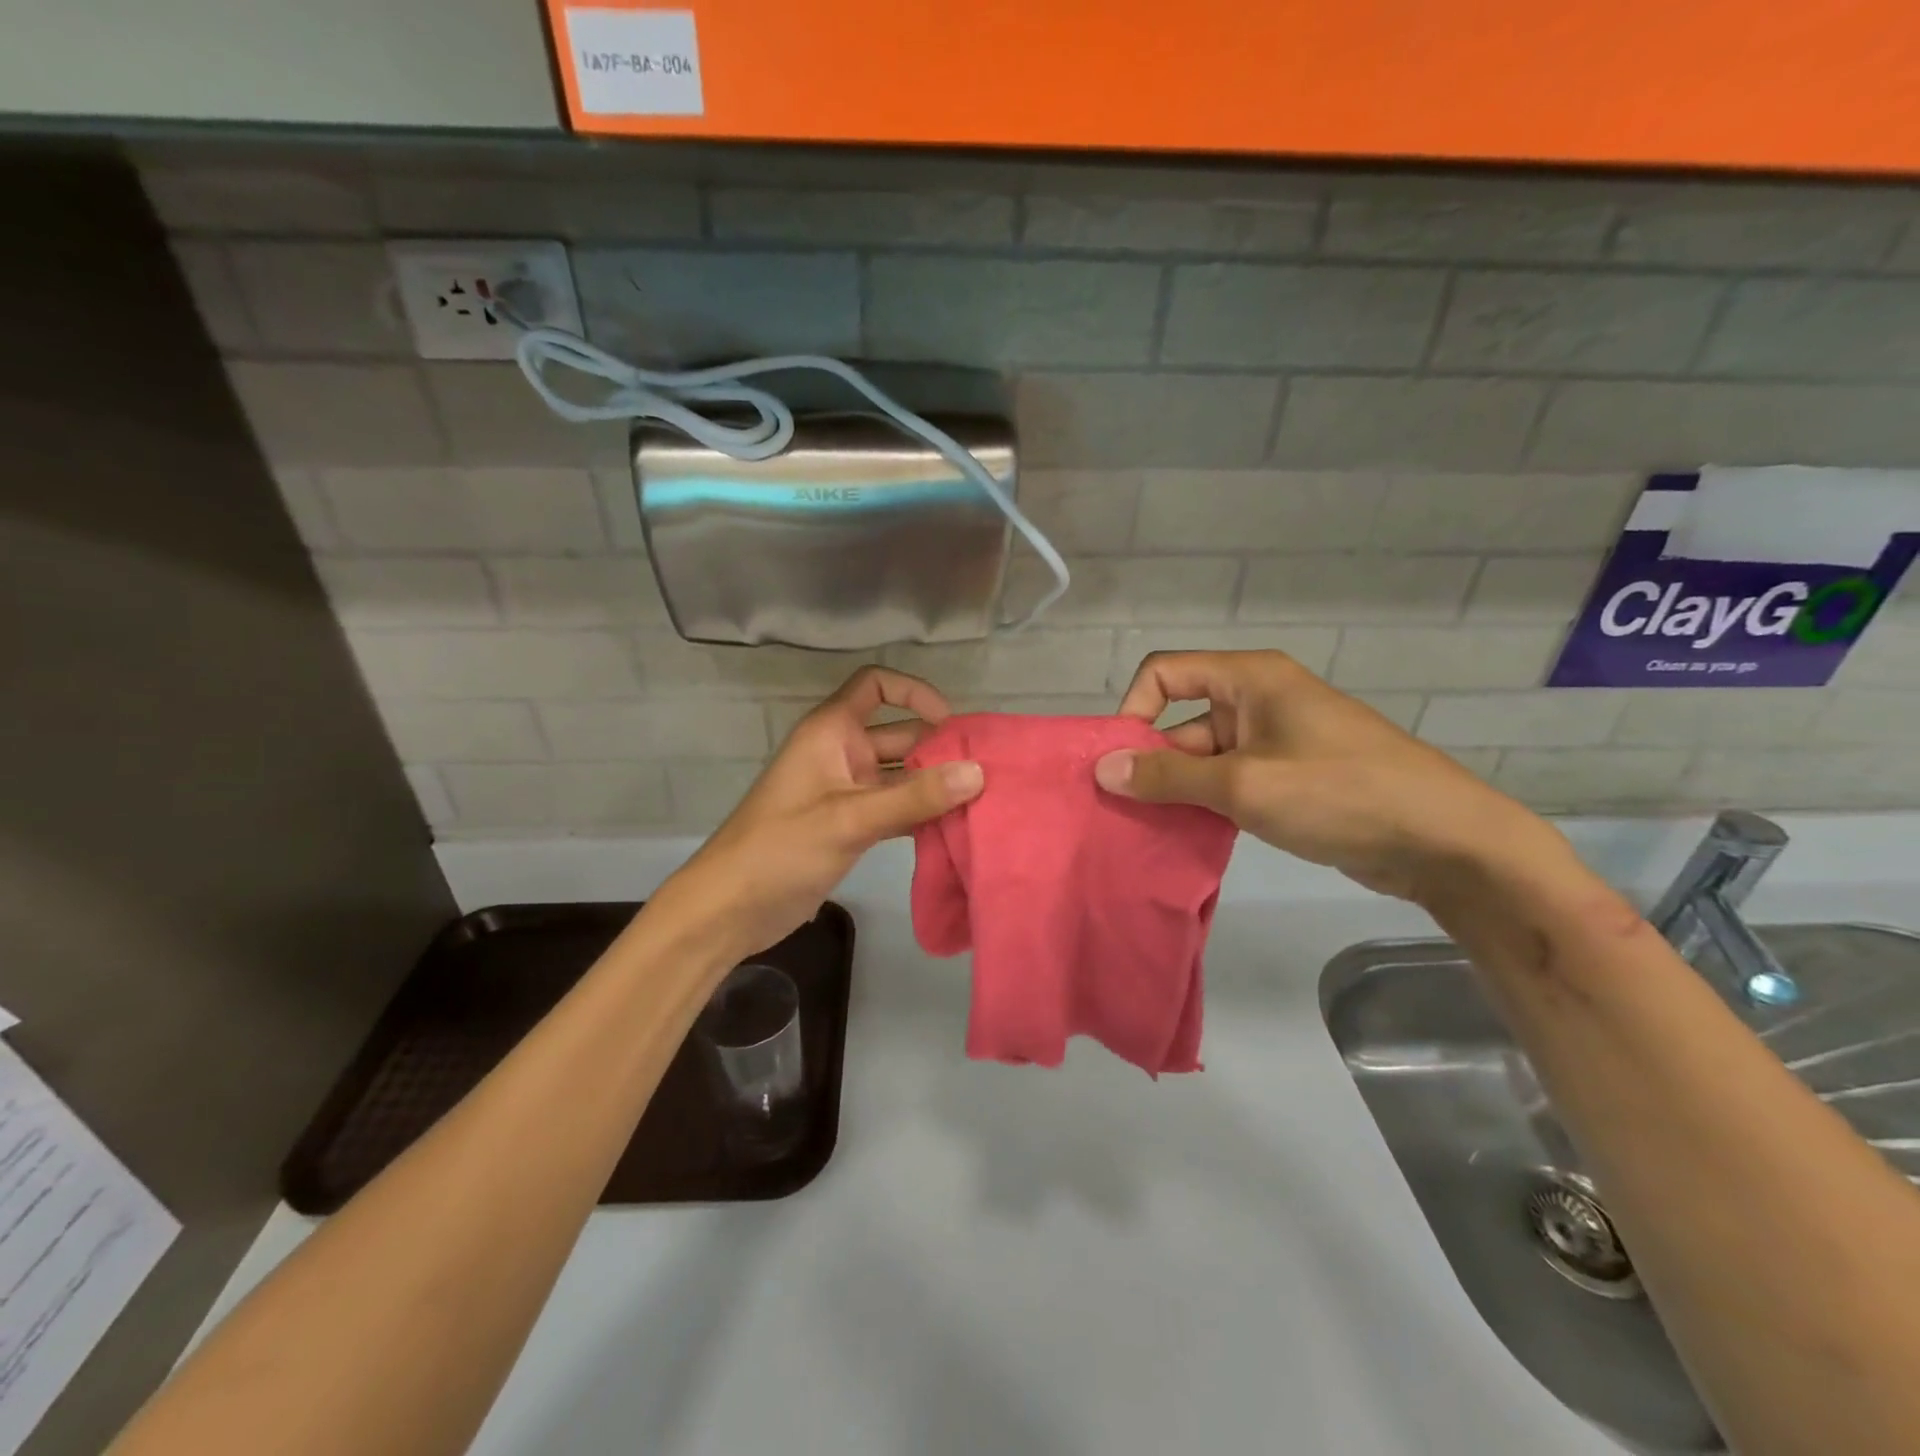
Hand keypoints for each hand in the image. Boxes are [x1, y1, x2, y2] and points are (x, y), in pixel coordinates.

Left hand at [658, 667, 983, 956]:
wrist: (730, 908)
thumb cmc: (781, 848)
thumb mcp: (851, 818)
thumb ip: (915, 796)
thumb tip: (978, 772)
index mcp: (831, 732)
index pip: (875, 685)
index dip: (913, 692)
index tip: (950, 723)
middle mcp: (842, 753)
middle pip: (899, 734)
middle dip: (939, 749)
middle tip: (986, 773)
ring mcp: (847, 792)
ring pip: (901, 776)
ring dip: (934, 786)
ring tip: (982, 801)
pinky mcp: (851, 826)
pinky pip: (895, 808)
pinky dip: (921, 814)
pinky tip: (955, 829)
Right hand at [1093, 650, 1568, 903]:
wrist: (1444, 841)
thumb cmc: (1339, 794)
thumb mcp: (1243, 785)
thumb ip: (1168, 775)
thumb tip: (1103, 768)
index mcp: (1249, 678)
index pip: (1165, 672)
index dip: (1134, 709)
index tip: (1121, 762)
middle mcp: (1259, 699)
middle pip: (1182, 719)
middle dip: (1153, 762)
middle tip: (1126, 812)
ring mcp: (1277, 740)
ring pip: (1205, 757)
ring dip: (1179, 790)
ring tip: (1151, 831)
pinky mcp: (1291, 777)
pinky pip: (1232, 781)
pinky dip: (1208, 804)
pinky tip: (1190, 838)